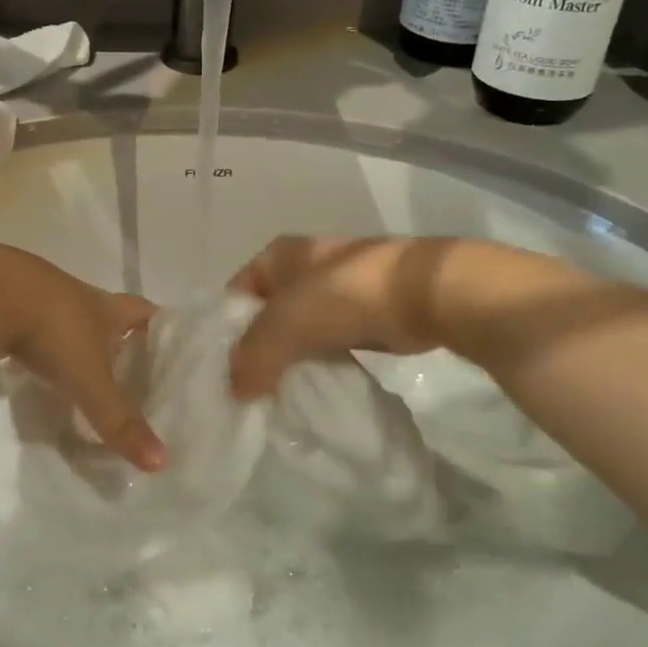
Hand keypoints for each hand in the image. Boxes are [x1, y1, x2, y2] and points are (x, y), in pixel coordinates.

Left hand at [0, 243, 163, 470]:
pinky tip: (39, 371)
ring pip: (70, 323)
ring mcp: (41, 298)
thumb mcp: (89, 378)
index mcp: (106, 306)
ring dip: (79, 346)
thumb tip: (161, 462)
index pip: (145, 311)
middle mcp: (78, 297)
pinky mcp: (9, 307)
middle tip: (132, 376)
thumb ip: (119, 420)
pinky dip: (42, 349)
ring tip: (87, 378)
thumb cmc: (52, 328)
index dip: (160, 328)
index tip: (171, 351)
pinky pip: (35, 330)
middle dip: (120, 342)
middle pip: (108, 316)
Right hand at [228, 236, 456, 398]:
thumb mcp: (283, 324)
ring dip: (292, 357)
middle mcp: (304, 265)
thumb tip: (235, 391)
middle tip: (250, 389)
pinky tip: (318, 387)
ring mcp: (338, 288)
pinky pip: (331, 341)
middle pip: (268, 312)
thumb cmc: (343, 296)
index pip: (237, 292)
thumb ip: (252, 357)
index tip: (224, 369)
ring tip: (281, 393)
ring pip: (300, 329)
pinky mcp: (366, 313)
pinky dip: (324, 362)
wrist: (423, 294)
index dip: (227, 328)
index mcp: (278, 253)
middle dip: (260, 347)